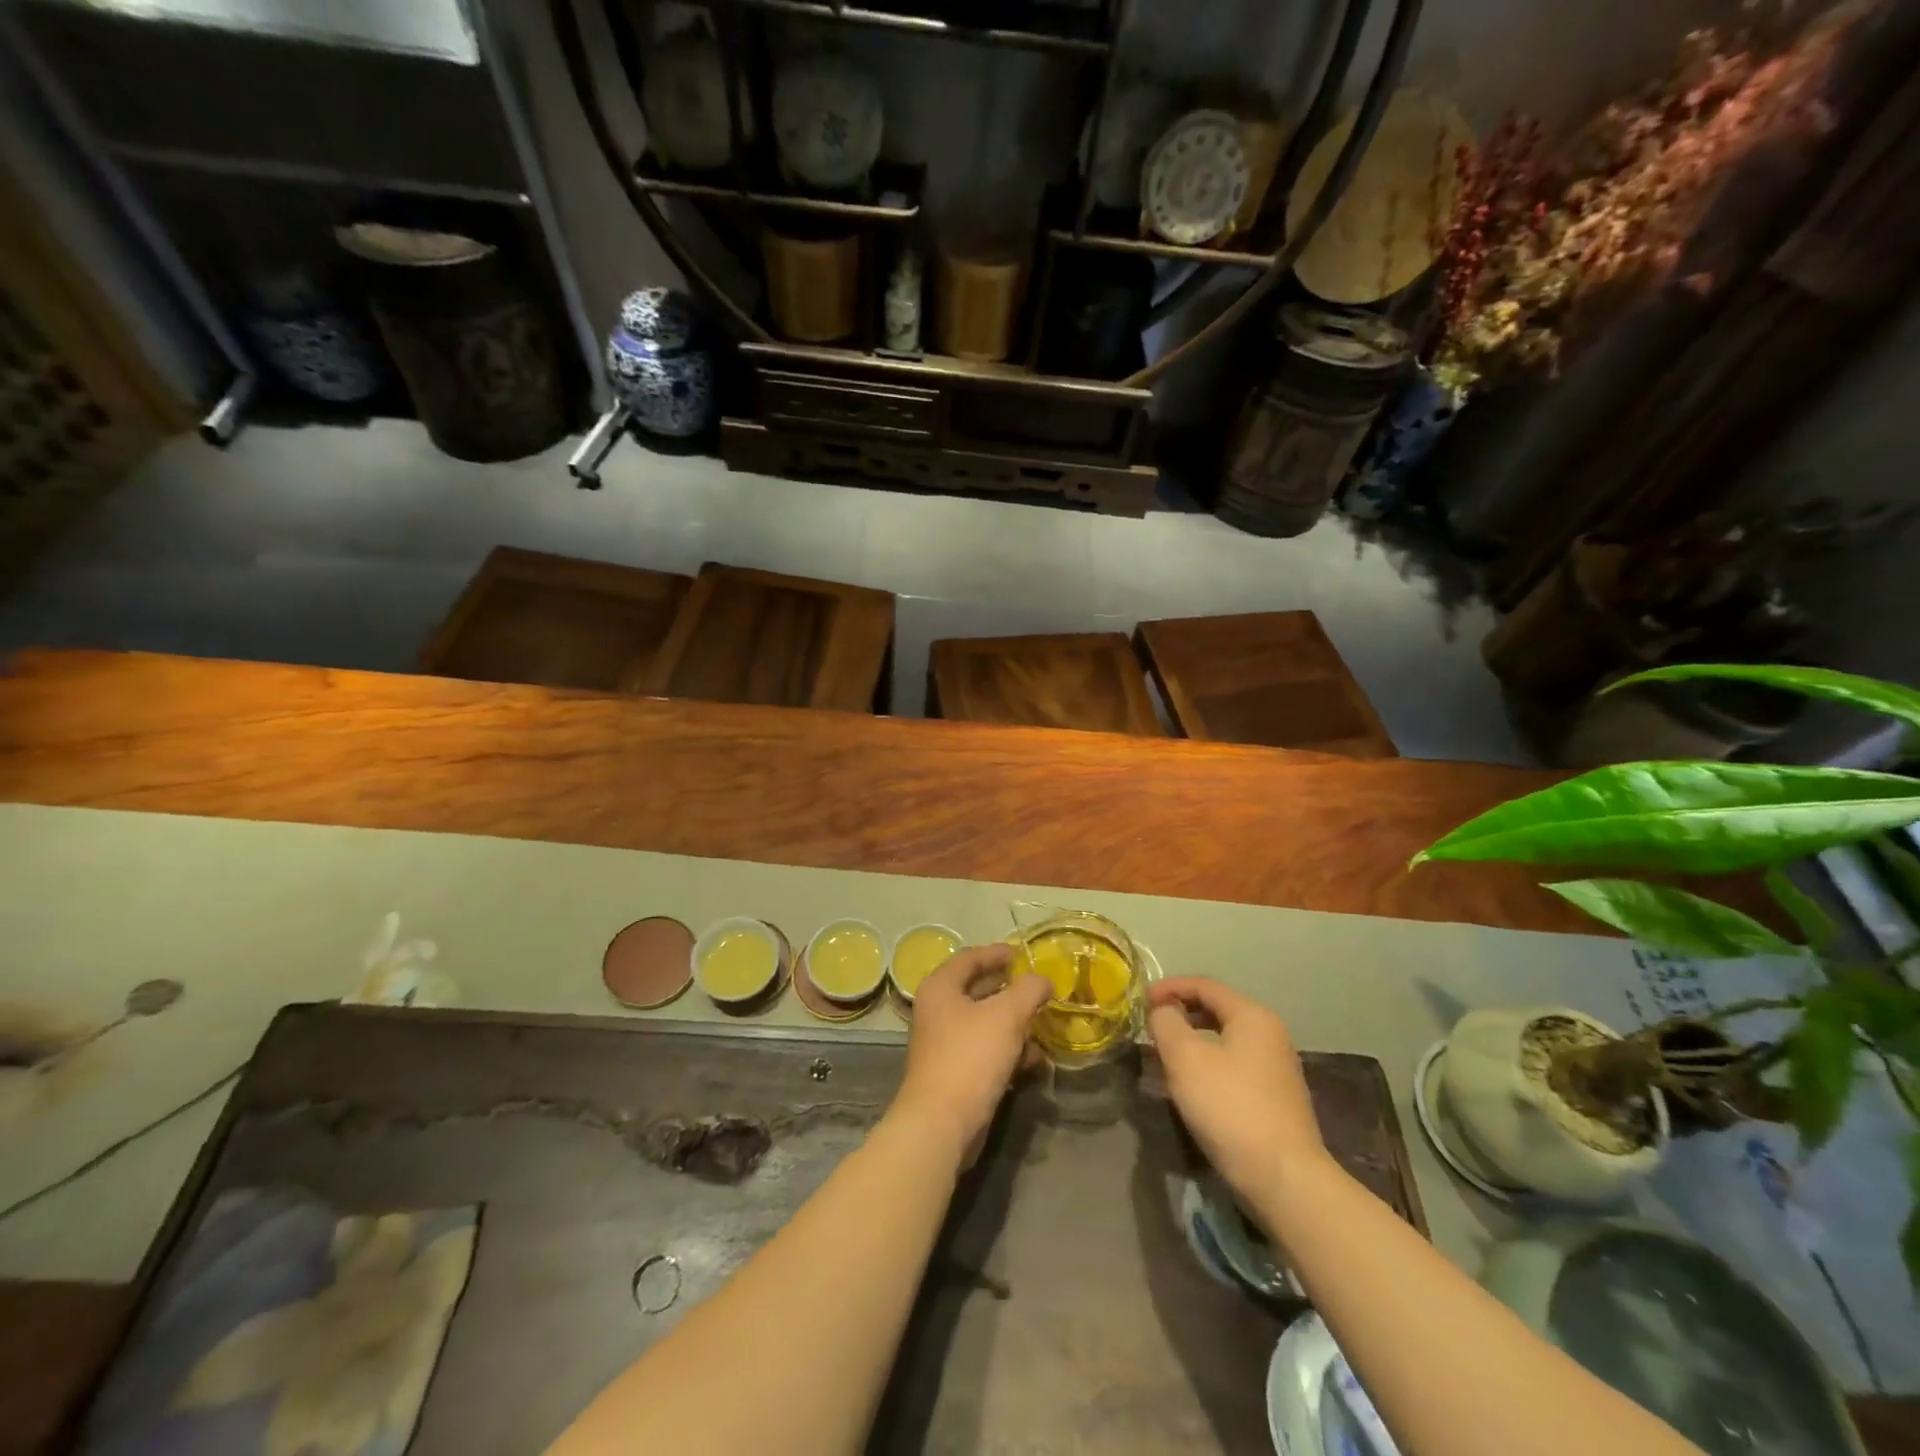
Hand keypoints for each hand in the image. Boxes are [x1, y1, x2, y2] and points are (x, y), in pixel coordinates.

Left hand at [891, 943, 1050, 1165]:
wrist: (942, 1123)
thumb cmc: (971, 1057)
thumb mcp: (1006, 1015)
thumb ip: (1029, 990)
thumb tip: (1043, 980)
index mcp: (941, 987)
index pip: (971, 957)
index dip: (998, 953)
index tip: (1024, 954)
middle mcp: (938, 1010)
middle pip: (978, 989)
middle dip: (1011, 988)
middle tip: (1039, 986)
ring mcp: (945, 1043)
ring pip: (985, 1022)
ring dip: (1014, 1022)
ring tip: (1044, 1022)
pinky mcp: (956, 1072)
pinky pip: (986, 1050)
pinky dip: (1009, 1049)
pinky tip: (1035, 1058)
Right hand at [1147, 977, 1327, 1203]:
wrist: (1284, 1179)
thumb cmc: (1230, 1108)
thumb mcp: (1185, 1058)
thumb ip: (1167, 1023)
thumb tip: (1163, 1010)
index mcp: (1252, 1016)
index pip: (1204, 985)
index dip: (1169, 987)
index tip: (1140, 1001)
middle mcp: (1270, 1034)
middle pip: (1218, 1008)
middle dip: (1181, 1011)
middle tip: (1151, 1024)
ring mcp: (1277, 1067)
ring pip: (1226, 1038)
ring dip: (1193, 1038)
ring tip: (1166, 1052)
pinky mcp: (1276, 1098)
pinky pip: (1235, 1063)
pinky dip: (1209, 1061)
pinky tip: (1193, 1082)